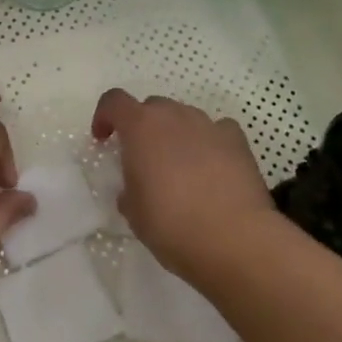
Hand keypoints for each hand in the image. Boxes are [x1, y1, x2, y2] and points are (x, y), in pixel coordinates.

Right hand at [92, 89, 276, 281]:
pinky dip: (209, 142)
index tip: (104, 139)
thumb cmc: (172, 225)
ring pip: (184, 117)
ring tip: (181, 168)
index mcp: (140, 127)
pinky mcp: (237, 140)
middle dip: (143, 127)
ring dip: (176, 134)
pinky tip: (213, 168)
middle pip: (152, 107)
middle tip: (144, 159)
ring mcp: (208, 125)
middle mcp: (173, 116)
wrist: (234, 239)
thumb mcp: (134, 212)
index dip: (104, 116)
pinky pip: (216, 131)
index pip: (113, 101)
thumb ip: (129, 188)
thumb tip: (137, 187)